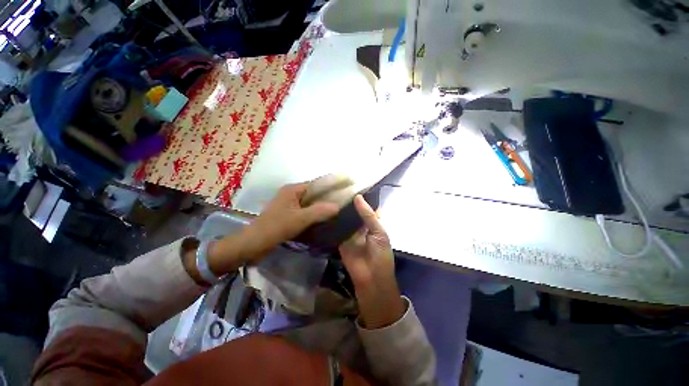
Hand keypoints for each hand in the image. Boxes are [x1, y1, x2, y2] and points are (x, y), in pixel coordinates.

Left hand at [209, 182, 338, 270]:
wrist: (253, 244)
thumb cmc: (276, 227)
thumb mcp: (299, 219)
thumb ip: (319, 211)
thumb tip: (338, 206)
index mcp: (293, 189)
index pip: (317, 183)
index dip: (331, 184)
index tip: (346, 187)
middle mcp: (291, 194)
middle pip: (314, 193)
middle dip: (329, 196)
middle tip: (345, 200)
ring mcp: (290, 205)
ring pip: (311, 203)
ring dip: (322, 206)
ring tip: (339, 209)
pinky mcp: (288, 215)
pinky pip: (306, 211)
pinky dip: (315, 214)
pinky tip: (325, 219)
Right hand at [339, 195, 404, 328]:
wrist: (371, 280)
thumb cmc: (380, 255)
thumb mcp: (379, 232)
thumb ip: (368, 215)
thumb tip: (357, 197)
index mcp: (373, 223)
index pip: (366, 206)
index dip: (360, 197)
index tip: (350, 184)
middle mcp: (361, 226)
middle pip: (353, 211)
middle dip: (347, 202)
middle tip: (335, 188)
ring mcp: (349, 233)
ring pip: (344, 218)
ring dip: (338, 210)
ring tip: (327, 194)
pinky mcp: (339, 239)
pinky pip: (335, 228)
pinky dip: (331, 221)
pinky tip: (324, 210)